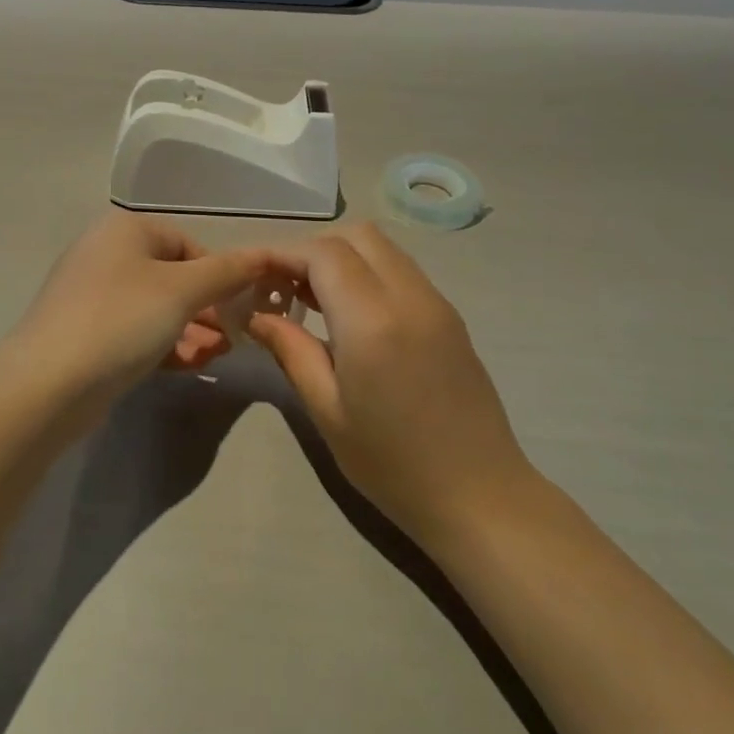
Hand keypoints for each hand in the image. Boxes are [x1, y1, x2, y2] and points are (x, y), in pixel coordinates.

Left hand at [10, 211, 269, 425]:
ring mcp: (92, 296)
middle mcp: (105, 254)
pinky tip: (191, 365)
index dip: (220, 274)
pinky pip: (136, 332)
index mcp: (125, 230)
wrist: (47, 384)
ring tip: (218, 356)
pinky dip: (165, 344)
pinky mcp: (86, 334)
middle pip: (173, 277)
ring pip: (156, 308)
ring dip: (192, 330)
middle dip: (208, 308)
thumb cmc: (121, 320)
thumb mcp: (182, 291)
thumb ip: (227, 272)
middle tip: (236, 338)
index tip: (242, 308)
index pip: (188, 244)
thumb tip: (265, 255)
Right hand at [250, 223, 535, 548]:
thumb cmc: (393, 464)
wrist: (481, 497)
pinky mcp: (450, 316)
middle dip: (312, 250)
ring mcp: (436, 303)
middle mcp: (409, 296)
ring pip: (382, 248)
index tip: (252, 275)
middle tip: (283, 288)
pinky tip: (350, 315)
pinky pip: (402, 271)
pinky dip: (368, 273)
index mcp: (373, 320)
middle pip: (356, 236)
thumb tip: (257, 316)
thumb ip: (291, 351)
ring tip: (311, 300)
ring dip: (342, 258)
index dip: (282, 253)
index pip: (322, 253)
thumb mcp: (328, 411)